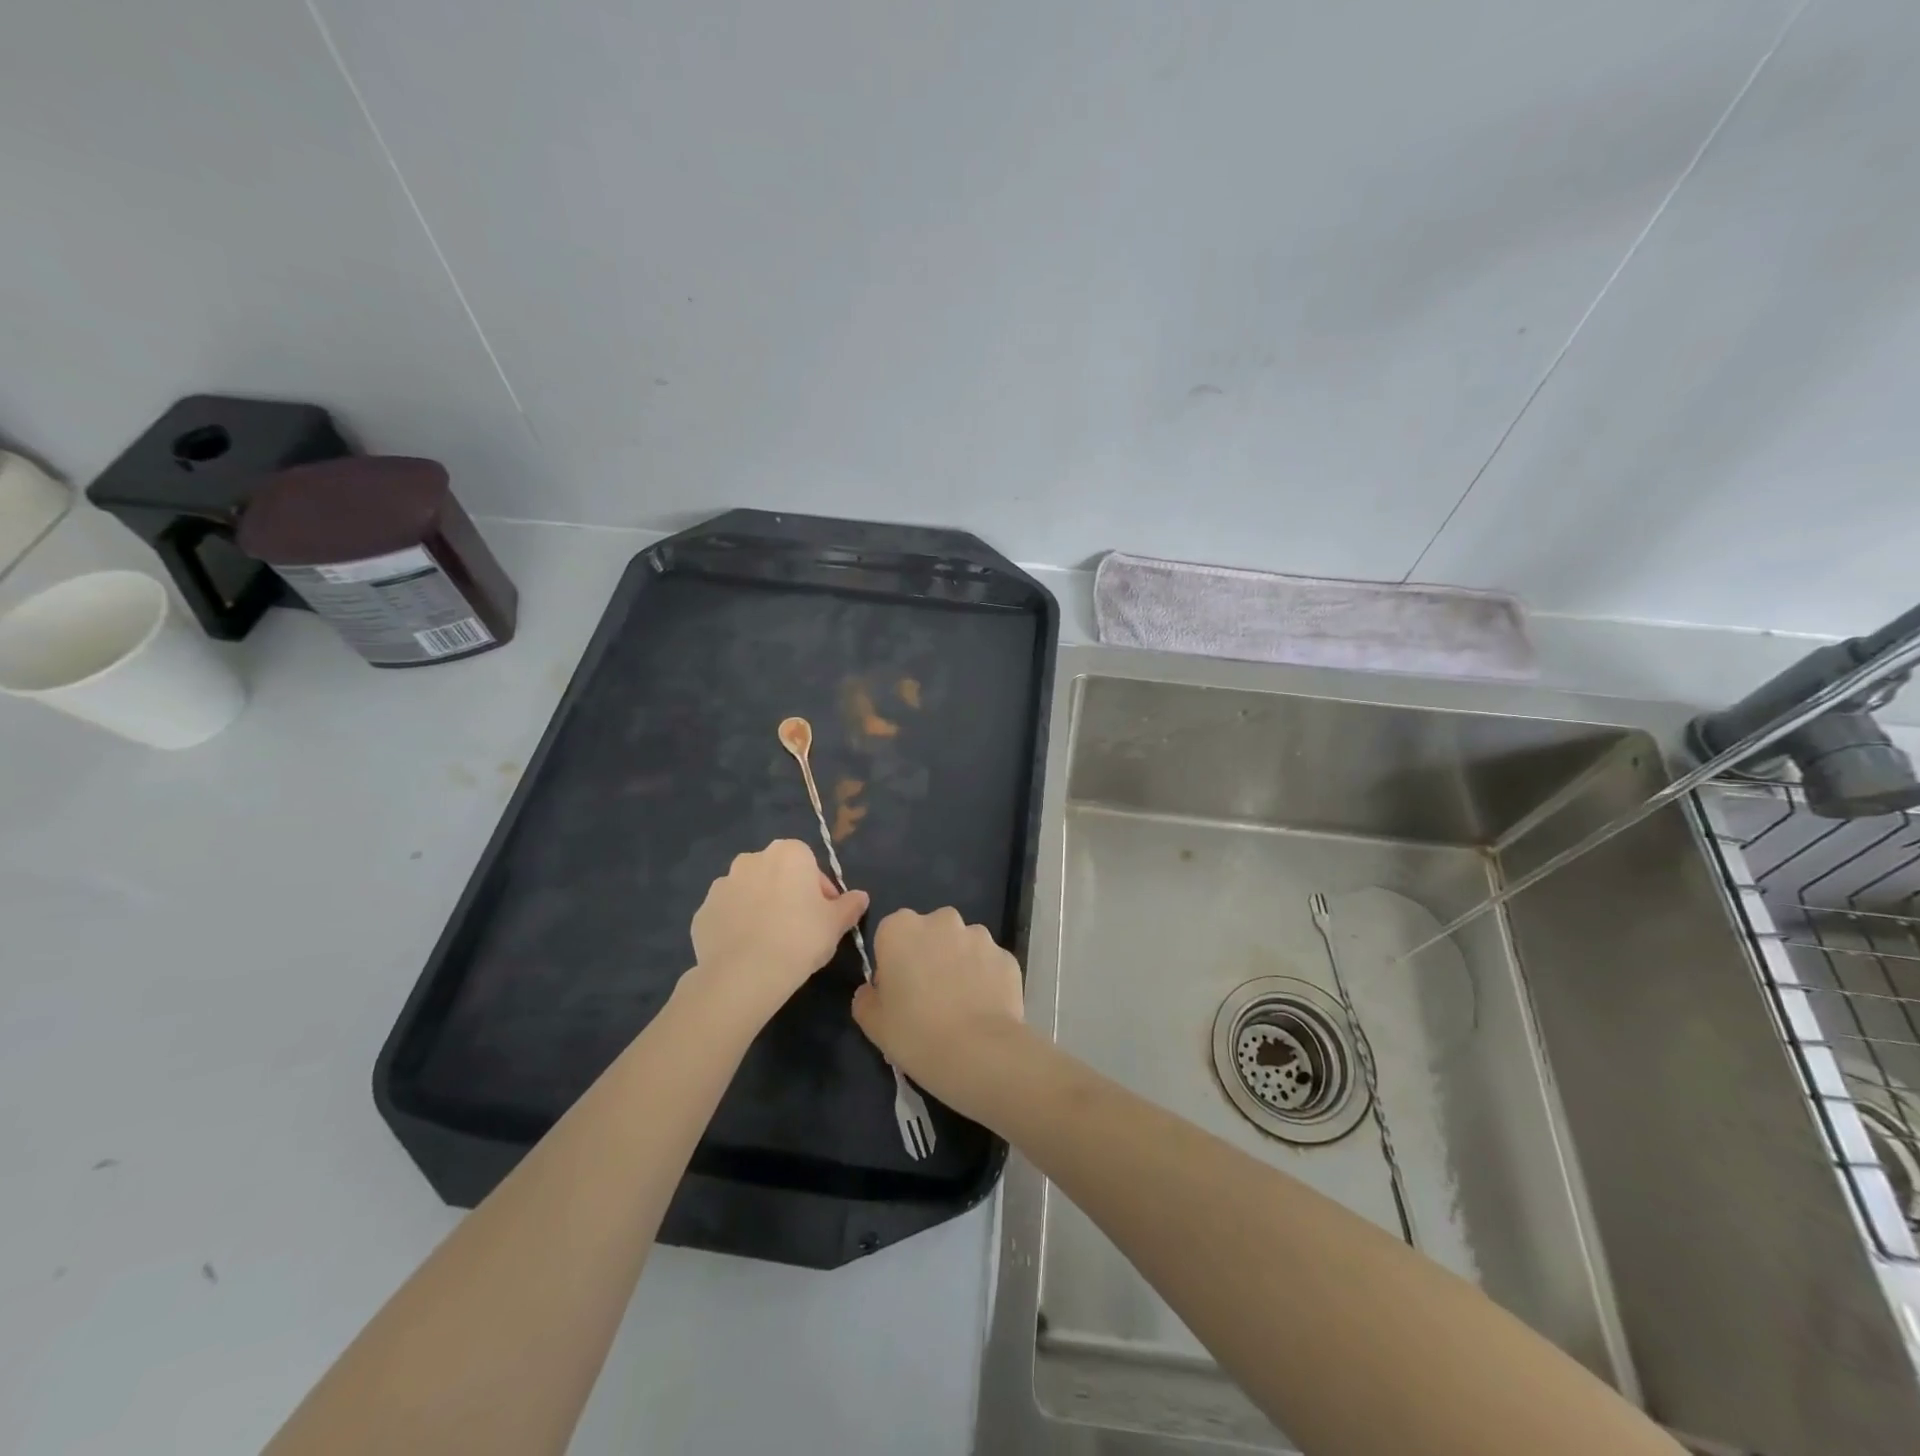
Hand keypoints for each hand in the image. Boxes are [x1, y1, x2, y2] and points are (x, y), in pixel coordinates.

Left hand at [689, 839, 869, 1022]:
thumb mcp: (836, 924)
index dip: (820, 891)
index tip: (824, 915)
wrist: (745, 974)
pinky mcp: (702, 912)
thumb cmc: (800, 938)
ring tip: (770, 942)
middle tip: (799, 928)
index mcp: (788, 853)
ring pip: (749, 892)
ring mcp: (722, 885)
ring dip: (760, 908)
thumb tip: (861, 897)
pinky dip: (736, 926)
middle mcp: (752, 859)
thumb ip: (850, 905)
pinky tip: (747, 951)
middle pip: (777, 874)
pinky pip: (726, 915)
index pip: (810, 864)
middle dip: (787, 894)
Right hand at [852, 907, 1025, 1105]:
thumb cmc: (915, 1034)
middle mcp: (941, 920)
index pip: (890, 934)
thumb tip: (872, 990)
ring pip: (962, 945)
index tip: (897, 991)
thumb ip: (866, 998)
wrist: (979, 1053)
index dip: (893, 962)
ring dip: (959, 964)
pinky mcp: (1006, 955)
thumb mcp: (873, 1024)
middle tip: (928, 997)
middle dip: (929, 955)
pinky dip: (986, 979)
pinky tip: (983, 1009)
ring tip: (961, 1005)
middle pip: (929, 933)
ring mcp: (979, 935)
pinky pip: (989, 963)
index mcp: (900, 928)